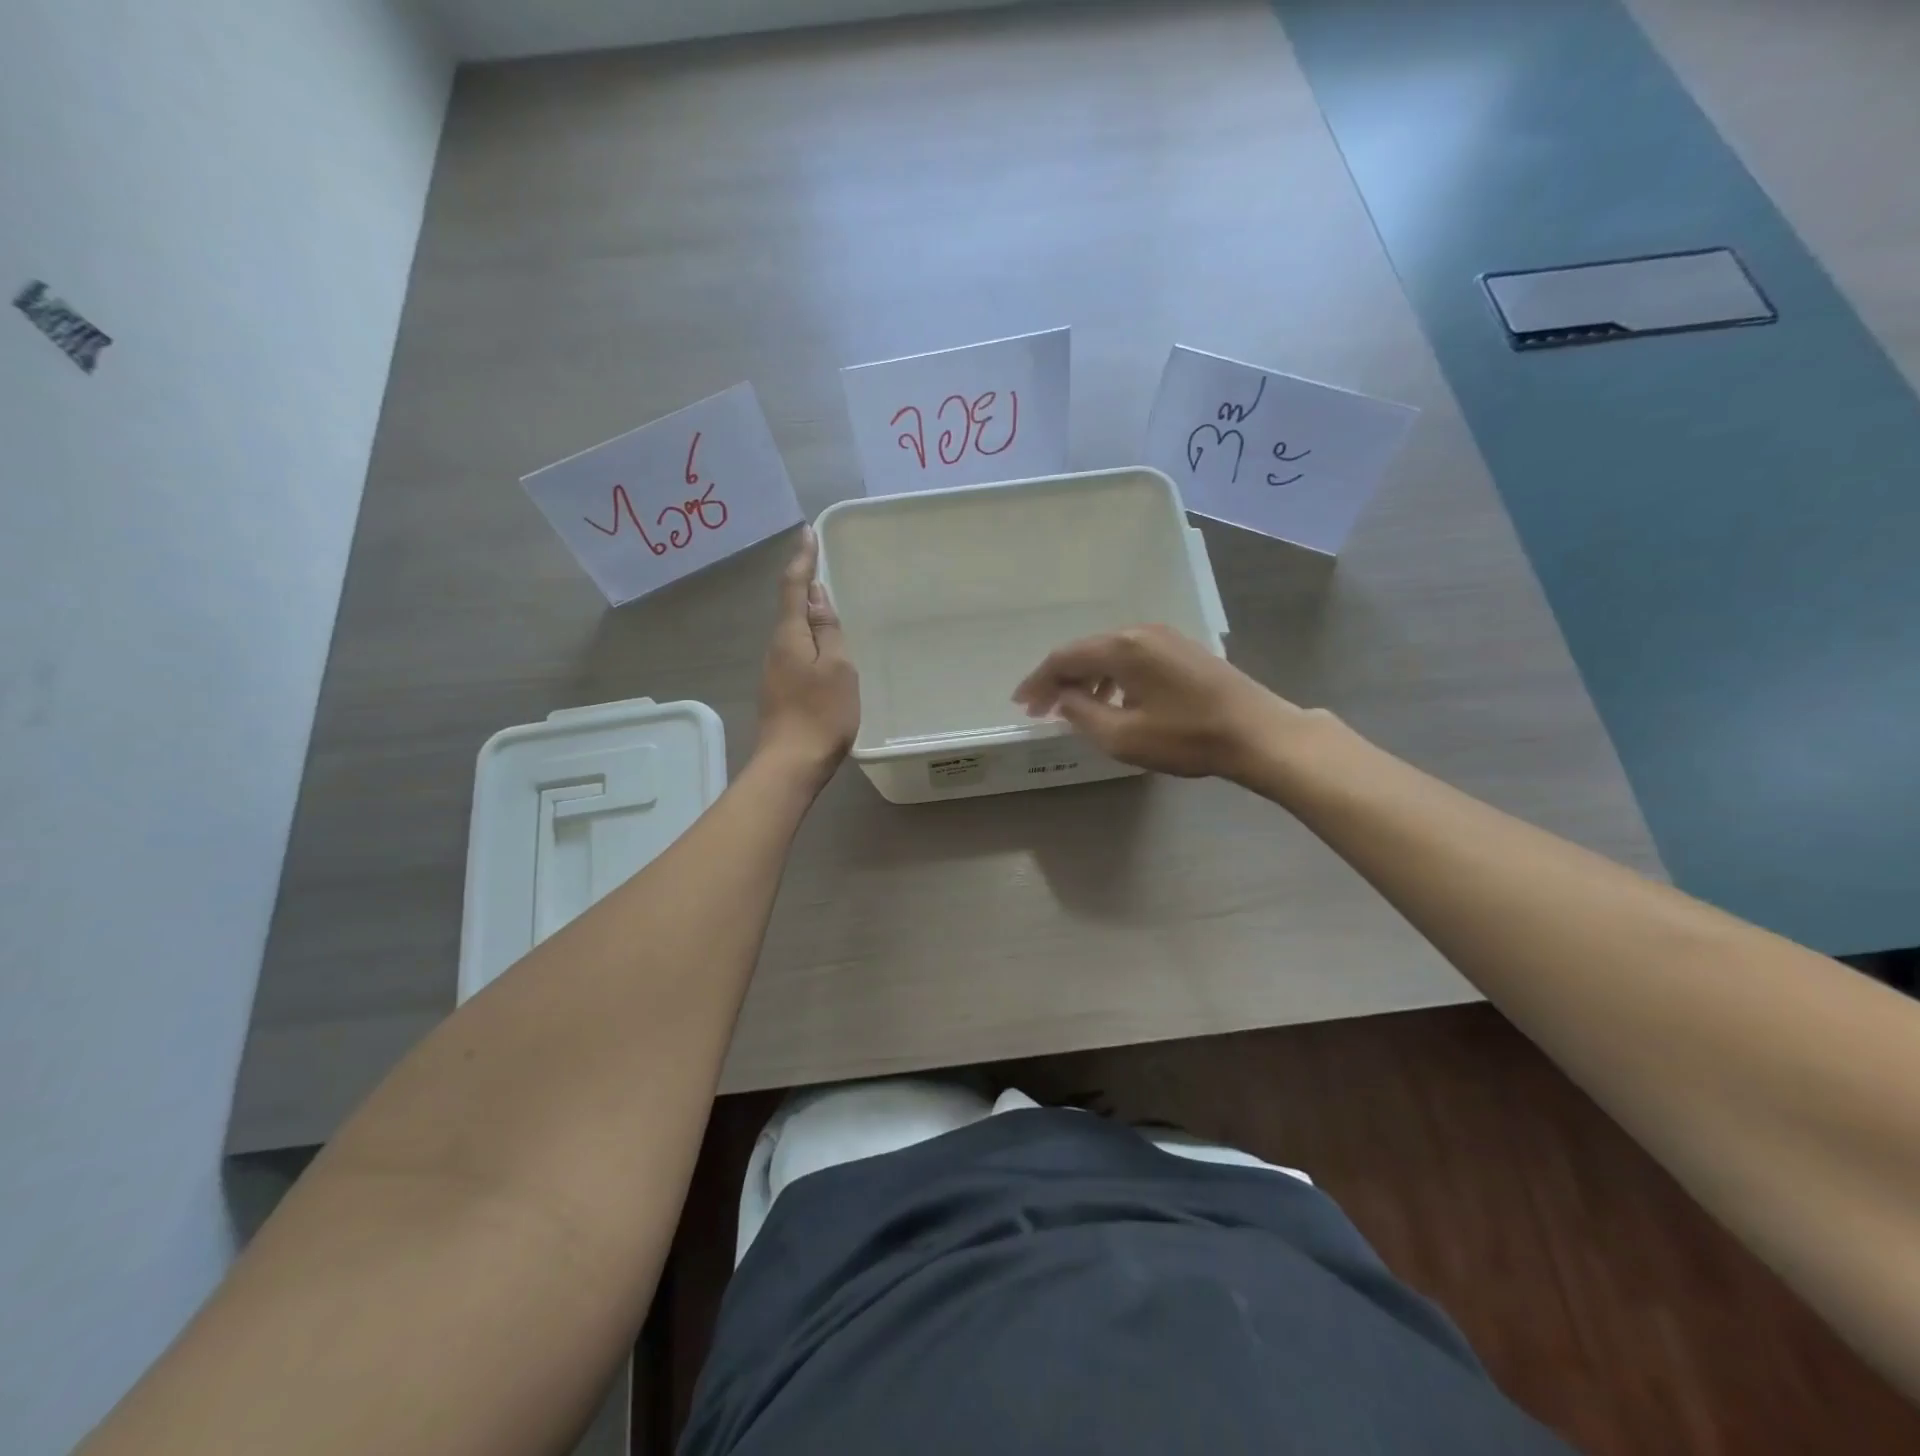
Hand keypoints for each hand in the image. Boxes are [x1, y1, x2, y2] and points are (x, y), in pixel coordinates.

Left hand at [756, 527, 859, 789]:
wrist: (791, 764)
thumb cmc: (821, 714)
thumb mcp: (837, 667)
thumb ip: (827, 630)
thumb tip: (816, 595)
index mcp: (790, 636)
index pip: (794, 587)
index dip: (802, 559)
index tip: (807, 532)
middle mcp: (776, 648)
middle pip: (789, 607)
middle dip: (803, 582)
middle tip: (820, 561)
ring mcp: (775, 671)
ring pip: (792, 631)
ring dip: (806, 612)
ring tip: (827, 601)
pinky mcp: (780, 690)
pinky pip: (795, 651)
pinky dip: (808, 638)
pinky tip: (822, 646)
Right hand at [1012, 624, 1301, 781]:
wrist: (1258, 733)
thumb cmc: (1187, 737)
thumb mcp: (1123, 736)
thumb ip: (1082, 713)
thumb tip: (1062, 697)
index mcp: (1123, 648)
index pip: (1065, 658)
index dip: (1038, 681)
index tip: (1022, 704)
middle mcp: (1140, 632)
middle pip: (1086, 650)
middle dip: (1059, 679)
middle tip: (1041, 708)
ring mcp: (1165, 638)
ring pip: (1110, 653)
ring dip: (1086, 678)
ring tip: (1074, 707)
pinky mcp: (1183, 650)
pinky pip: (1133, 657)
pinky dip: (1112, 677)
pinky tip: (1114, 700)